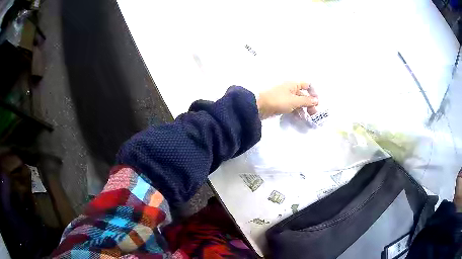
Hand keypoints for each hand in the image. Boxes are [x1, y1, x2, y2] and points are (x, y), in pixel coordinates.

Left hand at [257, 82, 318, 118]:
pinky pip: (292, 108)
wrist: (259, 106)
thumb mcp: (294, 101)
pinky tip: (300, 119)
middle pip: (303, 95)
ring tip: (309, 119)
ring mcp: (285, 98)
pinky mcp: (281, 105)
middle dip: (310, 104)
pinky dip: (297, 112)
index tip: (317, 102)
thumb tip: (316, 100)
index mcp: (293, 84)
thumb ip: (306, 101)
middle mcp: (290, 89)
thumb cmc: (278, 100)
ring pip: (298, 103)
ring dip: (304, 109)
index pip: (307, 85)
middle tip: (314, 114)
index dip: (313, 92)